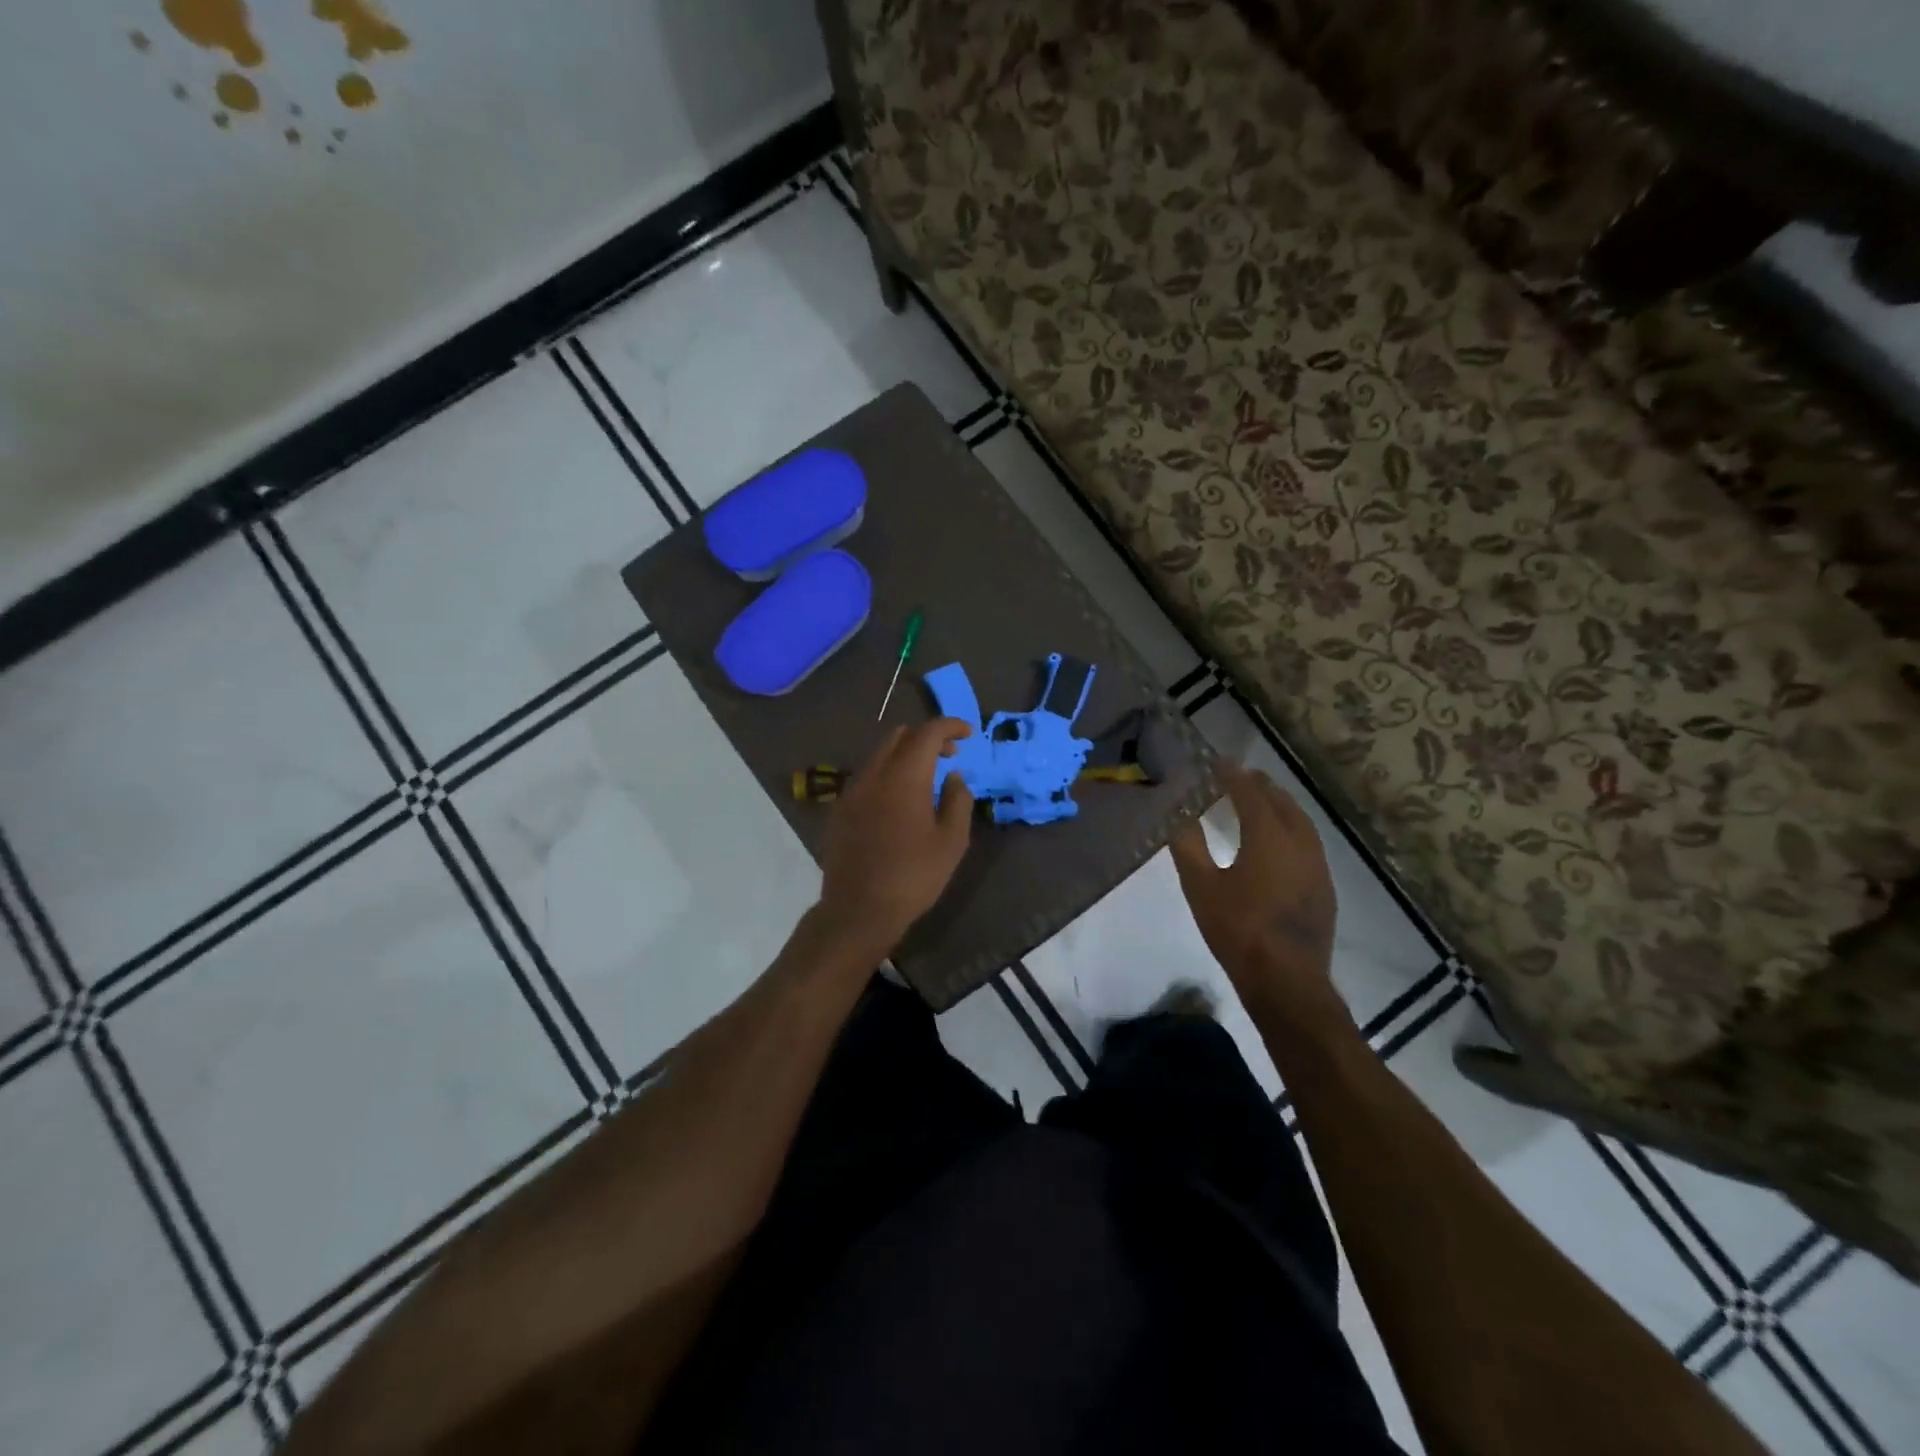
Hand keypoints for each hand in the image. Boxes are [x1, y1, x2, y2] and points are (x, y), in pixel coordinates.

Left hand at [816, 719, 974, 953]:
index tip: (968, 734)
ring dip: (905, 755)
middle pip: (899, 736)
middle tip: (949, 755)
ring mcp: (852, 791)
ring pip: (880, 755)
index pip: (927, 733)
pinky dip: (887, 774)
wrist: (859, 910)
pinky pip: (867, 777)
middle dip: (927, 737)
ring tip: (926, 779)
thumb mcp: (951, 842)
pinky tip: (899, 801)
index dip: (950, 726)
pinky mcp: (840, 809)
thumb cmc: (913, 877)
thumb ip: (958, 800)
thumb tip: (953, 776)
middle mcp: (874, 775)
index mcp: (904, 777)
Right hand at [1170, 762, 1343, 1020]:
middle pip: (1282, 803)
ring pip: (1301, 823)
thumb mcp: (1201, 887)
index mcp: (1268, 838)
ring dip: (1281, 807)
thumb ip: (1188, 846)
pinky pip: (1308, 844)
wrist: (1286, 980)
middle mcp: (1299, 844)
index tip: (1219, 762)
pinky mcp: (1324, 888)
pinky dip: (1292, 830)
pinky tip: (1280, 844)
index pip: (1251, 794)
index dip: (1234, 776)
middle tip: (1242, 777)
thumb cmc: (1238, 929)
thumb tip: (1178, 816)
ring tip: (1262, 802)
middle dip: (1262, 787)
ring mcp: (1317, 866)